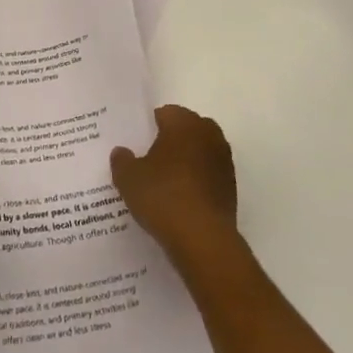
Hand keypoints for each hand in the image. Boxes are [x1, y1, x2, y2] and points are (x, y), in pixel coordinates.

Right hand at [110, 105, 238, 261]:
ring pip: (199, 152)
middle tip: (148, 160)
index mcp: (184, 123)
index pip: (165, 113)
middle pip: (185, 130)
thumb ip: (122, 160)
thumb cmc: (163, 197)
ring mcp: (223, 161)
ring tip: (163, 182)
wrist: (203, 240)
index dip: (149, 127)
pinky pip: (207, 175)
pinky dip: (196, 182)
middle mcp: (208, 134)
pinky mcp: (231, 187)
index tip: (136, 143)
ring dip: (185, 162)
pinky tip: (179, 200)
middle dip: (170, 141)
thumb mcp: (129, 178)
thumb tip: (121, 152)